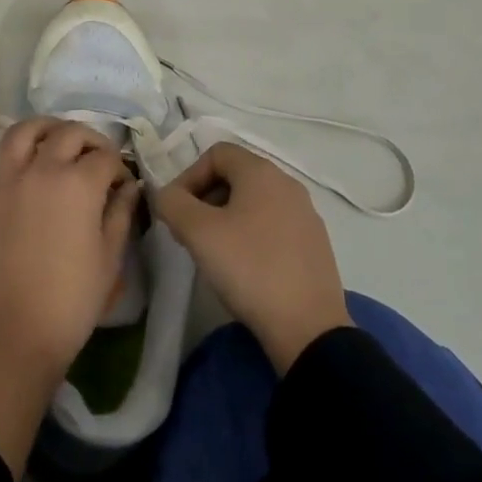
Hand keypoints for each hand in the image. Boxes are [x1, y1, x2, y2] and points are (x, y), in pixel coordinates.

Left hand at [0, 113, 139, 477]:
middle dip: (89, 139)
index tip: (122, 183)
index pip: (106, 158)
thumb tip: (129, 185)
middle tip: (97, 157)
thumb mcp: (110, 259)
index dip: (119, 166)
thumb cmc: (71, 302)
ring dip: (43, 125)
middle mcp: (42, 170)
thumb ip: (121, 214)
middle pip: (69, 135)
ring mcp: (5, 180)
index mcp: (80, 185)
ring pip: (23, 133)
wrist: (14, 334)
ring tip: (54, 132)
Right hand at [153, 142, 351, 373]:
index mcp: (262, 172)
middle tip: (190, 232)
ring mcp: (305, 214)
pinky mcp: (314, 243)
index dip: (189, 176)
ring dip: (226, 217)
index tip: (177, 210)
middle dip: (205, 197)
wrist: (307, 328)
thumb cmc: (249, 268)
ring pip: (254, 202)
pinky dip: (251, 234)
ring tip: (214, 251)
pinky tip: (244, 267)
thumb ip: (172, 203)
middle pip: (236, 175)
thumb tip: (167, 195)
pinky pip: (273, 224)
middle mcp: (288, 184)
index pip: (216, 153)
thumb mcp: (198, 233)